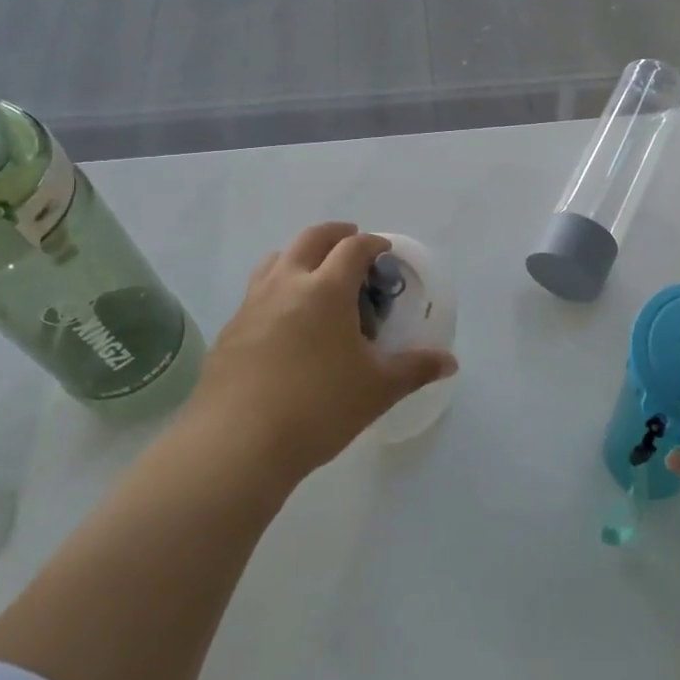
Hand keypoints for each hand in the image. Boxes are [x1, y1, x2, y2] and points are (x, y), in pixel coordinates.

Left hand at [192, 222, 457, 487]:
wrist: (236, 444)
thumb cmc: (318, 408)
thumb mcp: (378, 389)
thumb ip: (415, 369)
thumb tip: (450, 362)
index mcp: (326, 290)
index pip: (353, 248)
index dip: (373, 243)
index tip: (384, 251)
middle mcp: (286, 285)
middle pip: (310, 239)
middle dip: (334, 234)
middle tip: (351, 242)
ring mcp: (252, 305)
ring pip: (275, 260)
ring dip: (299, 255)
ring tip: (314, 274)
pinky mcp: (229, 331)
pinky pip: (256, 292)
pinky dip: (276, 288)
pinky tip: (284, 321)